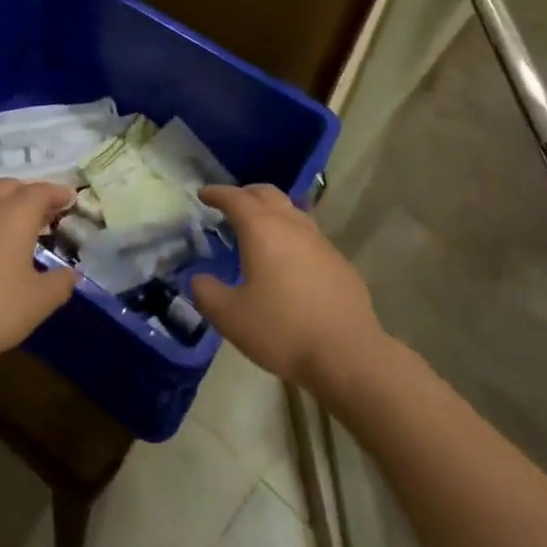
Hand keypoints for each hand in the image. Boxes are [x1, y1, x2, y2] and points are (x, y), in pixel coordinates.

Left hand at [0, 179, 78, 376]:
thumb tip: (71, 275)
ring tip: (9, 235)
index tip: (70, 198)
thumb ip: (60, 285)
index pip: (42, 191)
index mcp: (15, 214)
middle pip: (10, 187)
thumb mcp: (38, 303)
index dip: (59, 193)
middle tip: (41, 213)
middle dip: (28, 194)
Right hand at [190, 184, 386, 396]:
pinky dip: (291, 234)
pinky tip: (289, 259)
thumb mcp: (231, 318)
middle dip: (246, 193)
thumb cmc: (283, 330)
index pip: (236, 198)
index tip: (204, 194)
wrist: (348, 353)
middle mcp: (292, 225)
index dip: (217, 193)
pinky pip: (309, 235)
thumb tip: (198, 280)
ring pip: (292, 211)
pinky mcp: (339, 261)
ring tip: (259, 228)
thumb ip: (207, 294)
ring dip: (272, 211)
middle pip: (267, 194)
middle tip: (230, 204)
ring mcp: (320, 241)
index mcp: (262, 229)